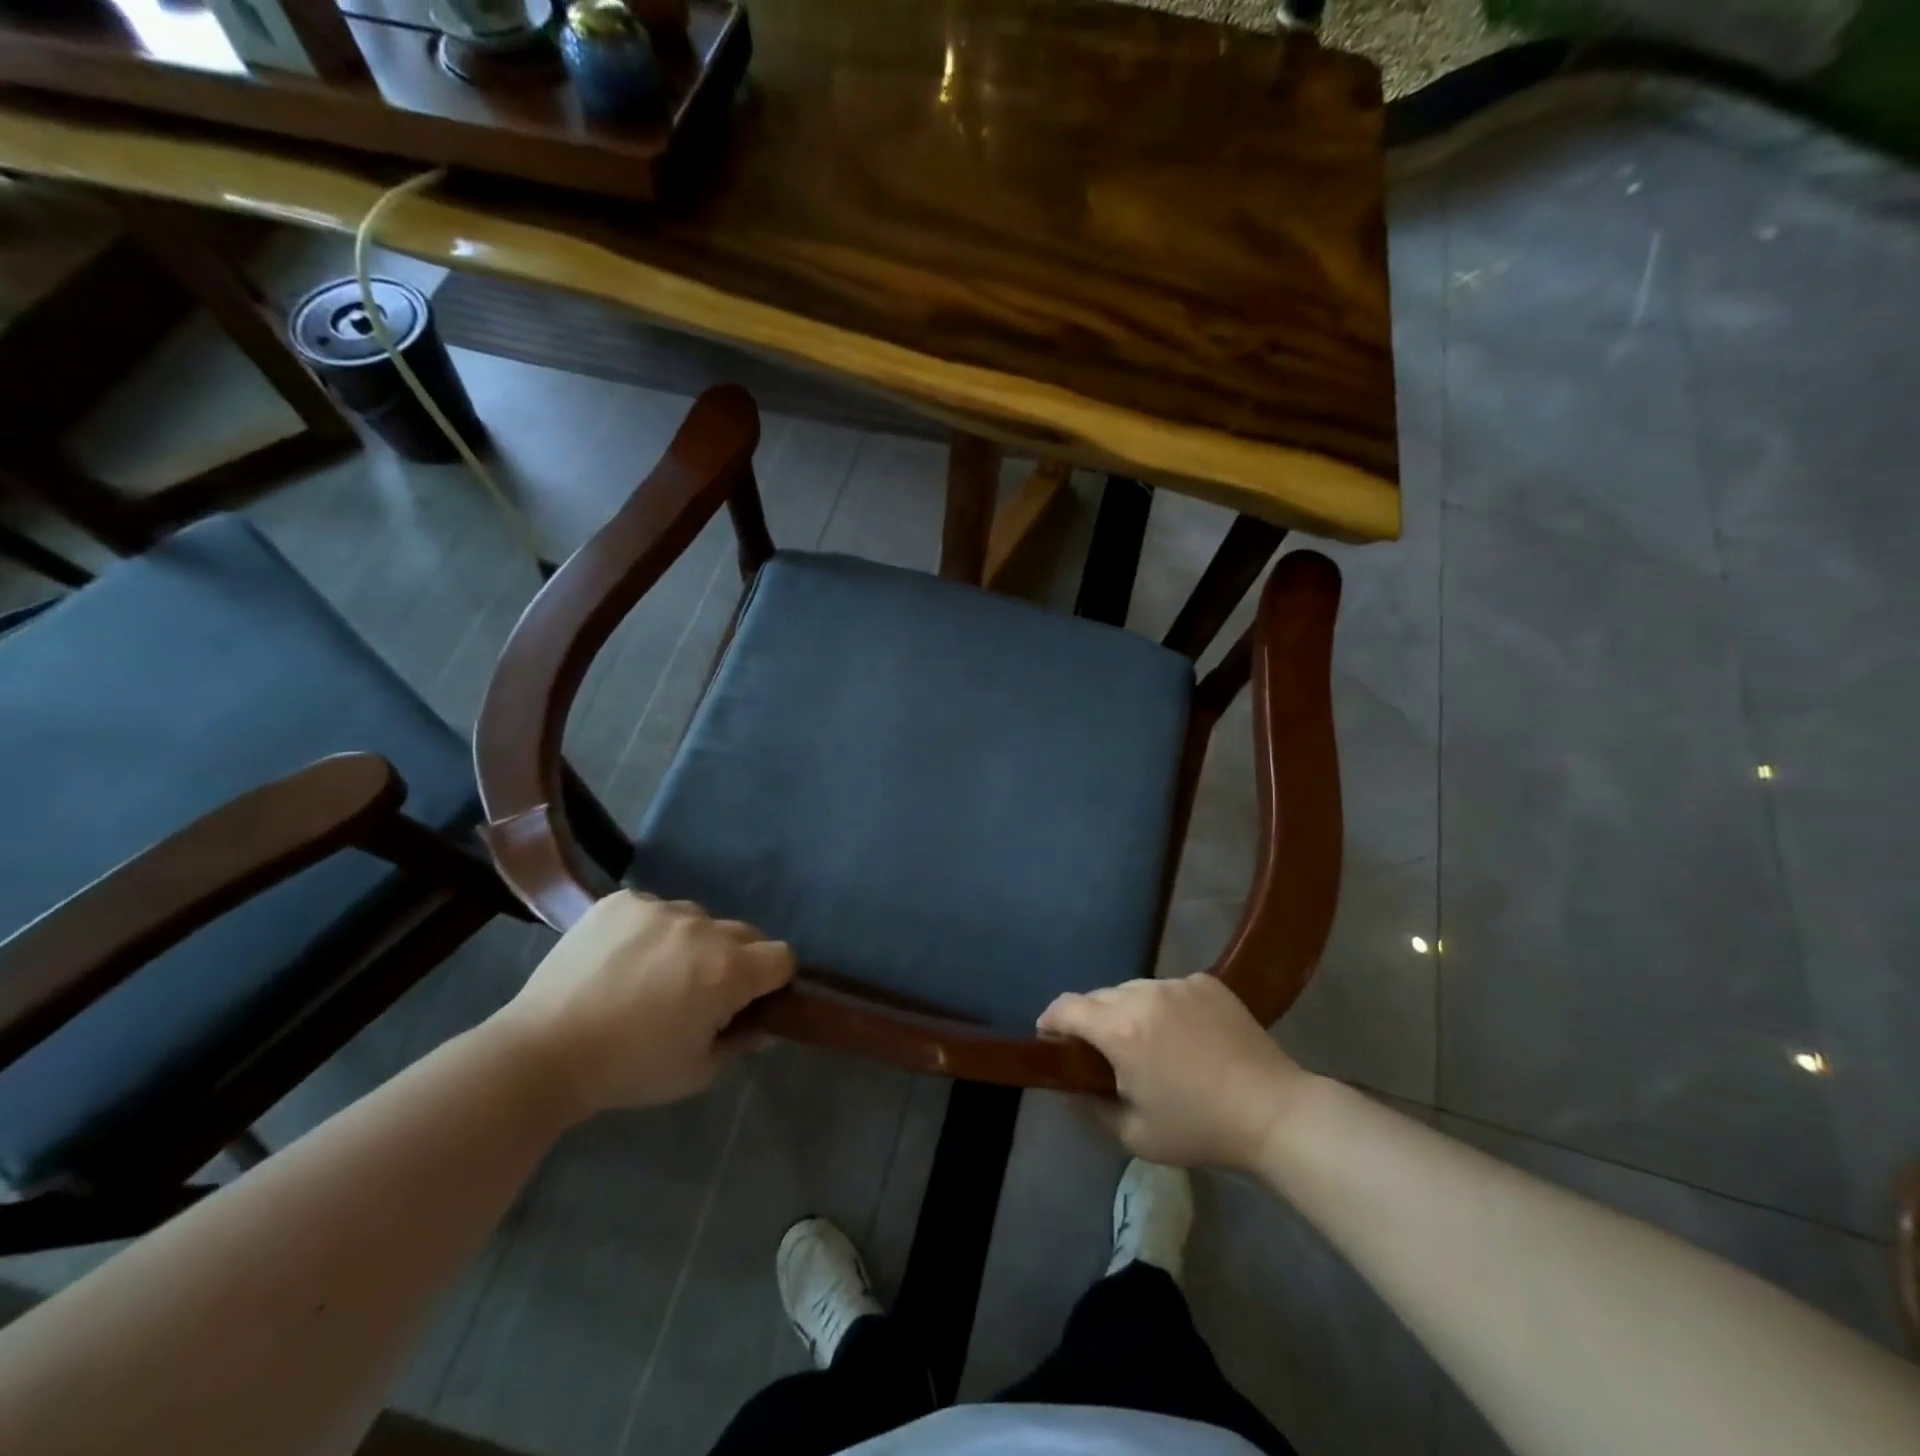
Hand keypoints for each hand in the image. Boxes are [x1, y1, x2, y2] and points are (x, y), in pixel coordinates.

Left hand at [492, 892, 793, 1121]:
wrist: (542, 1053)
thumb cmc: (628, 1069)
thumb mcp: (696, 1072)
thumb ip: (740, 1043)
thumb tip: (764, 1026)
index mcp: (729, 970)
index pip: (782, 956)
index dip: (773, 980)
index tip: (750, 1000)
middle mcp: (703, 928)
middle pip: (745, 933)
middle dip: (736, 960)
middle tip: (701, 992)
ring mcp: (660, 908)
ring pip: (699, 919)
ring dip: (693, 942)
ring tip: (654, 974)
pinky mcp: (622, 901)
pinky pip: (655, 909)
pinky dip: (651, 931)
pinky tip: (622, 959)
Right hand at [1037, 975, 1314, 1169]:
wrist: (1272, 1111)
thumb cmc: (1199, 1128)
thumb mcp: (1134, 1134)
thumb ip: (1090, 1106)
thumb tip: (1069, 1085)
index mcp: (1120, 1029)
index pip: (1066, 1007)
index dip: (1050, 1020)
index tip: (1049, 1038)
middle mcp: (1143, 994)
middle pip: (1099, 996)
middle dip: (1091, 1020)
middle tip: (1102, 1051)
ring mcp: (1177, 983)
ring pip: (1134, 989)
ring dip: (1127, 1010)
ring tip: (1147, 1042)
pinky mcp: (1206, 981)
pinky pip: (1168, 988)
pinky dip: (1163, 1006)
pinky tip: (1183, 1035)